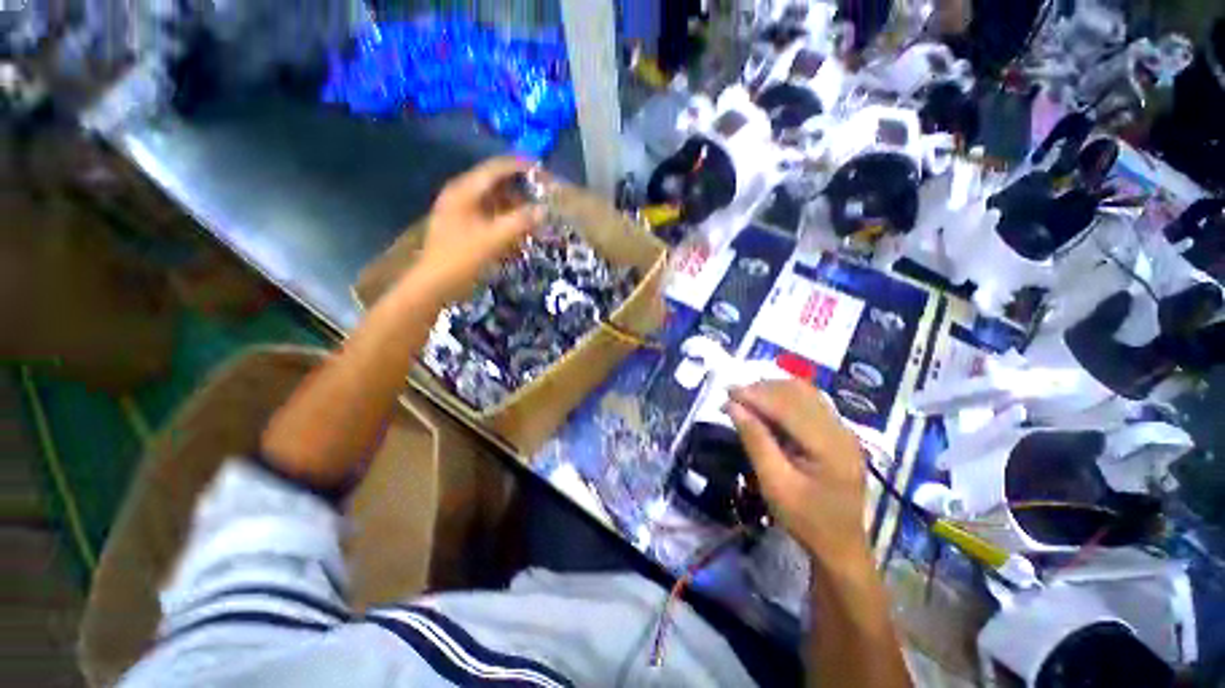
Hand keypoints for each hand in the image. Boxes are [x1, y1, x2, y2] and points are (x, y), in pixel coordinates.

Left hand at [414, 157, 543, 302]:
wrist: (435, 285)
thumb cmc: (462, 258)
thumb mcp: (494, 239)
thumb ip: (520, 222)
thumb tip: (543, 210)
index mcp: (464, 191)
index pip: (496, 169)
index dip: (521, 167)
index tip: (544, 172)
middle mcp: (462, 195)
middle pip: (495, 183)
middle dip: (520, 188)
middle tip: (543, 195)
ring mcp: (462, 211)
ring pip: (494, 200)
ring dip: (515, 205)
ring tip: (536, 213)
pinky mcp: (464, 226)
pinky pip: (490, 215)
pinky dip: (506, 219)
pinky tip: (520, 229)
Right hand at [726, 380, 870, 568]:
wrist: (840, 546)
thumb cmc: (805, 520)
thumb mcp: (775, 484)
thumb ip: (755, 441)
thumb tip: (733, 407)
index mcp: (830, 446)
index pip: (788, 406)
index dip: (755, 395)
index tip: (727, 393)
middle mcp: (841, 430)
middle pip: (798, 393)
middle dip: (762, 390)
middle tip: (733, 398)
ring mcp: (843, 430)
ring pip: (804, 393)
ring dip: (772, 391)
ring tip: (746, 400)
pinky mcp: (838, 433)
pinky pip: (809, 403)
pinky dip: (784, 399)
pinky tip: (766, 407)